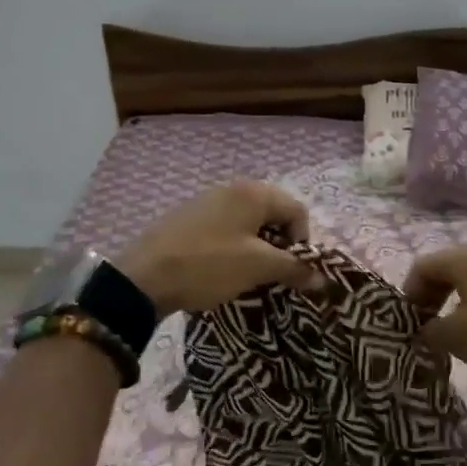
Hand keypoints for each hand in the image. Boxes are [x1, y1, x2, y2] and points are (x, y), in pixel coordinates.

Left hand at [116, 181, 322, 314]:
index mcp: (254, 193)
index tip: (291, 270)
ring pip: (247, 222)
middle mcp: (232, 188)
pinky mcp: (187, 217)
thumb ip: (294, 267)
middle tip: (271, 274)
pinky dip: (232, 247)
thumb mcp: (258, 267)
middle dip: (279, 245)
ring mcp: (206, 201)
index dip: (303, 242)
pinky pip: (224, 228)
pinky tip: (219, 269)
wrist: (143, 277)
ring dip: (256, 248)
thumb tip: (322, 277)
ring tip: (246, 275)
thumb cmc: (209, 265)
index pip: (297, 211)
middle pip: (272, 214)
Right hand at [404, 243, 466, 371]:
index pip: (422, 268)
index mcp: (462, 257)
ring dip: (462, 321)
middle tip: (433, 336)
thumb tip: (426, 332)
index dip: (410, 296)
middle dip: (437, 309)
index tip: (410, 324)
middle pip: (448, 279)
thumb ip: (431, 332)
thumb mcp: (457, 335)